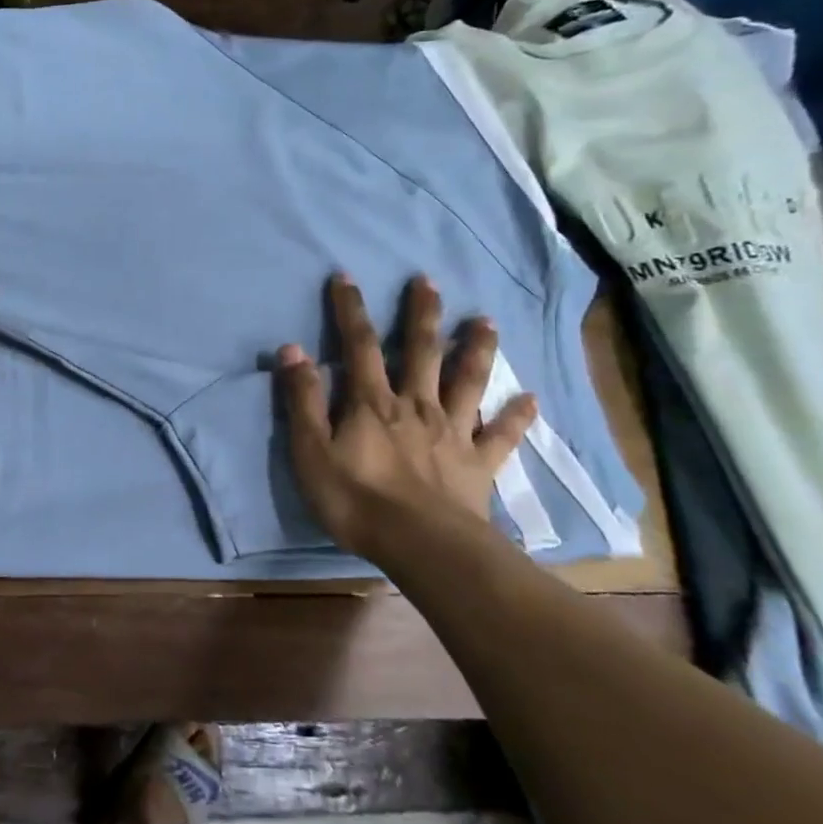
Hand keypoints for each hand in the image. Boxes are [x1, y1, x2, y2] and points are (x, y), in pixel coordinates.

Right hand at [275, 273, 536, 558]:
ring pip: (467, 381)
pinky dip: (516, 416)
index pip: (359, 345)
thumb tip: (292, 350)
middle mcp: (416, 405)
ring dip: (476, 349)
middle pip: (420, 351)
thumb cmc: (356, 499)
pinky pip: (501, 435)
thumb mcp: (311, 451)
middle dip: (421, 314)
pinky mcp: (478, 462)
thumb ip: (303, 400)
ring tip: (486, 321)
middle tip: (428, 281)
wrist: (421, 546)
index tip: (346, 277)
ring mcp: (452, 432)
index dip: (350, 310)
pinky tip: (531, 399)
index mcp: (373, 403)